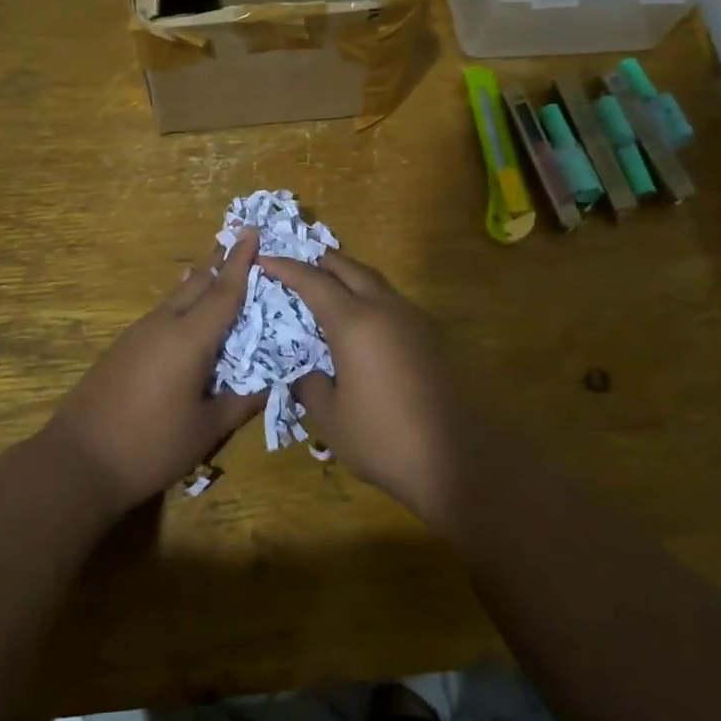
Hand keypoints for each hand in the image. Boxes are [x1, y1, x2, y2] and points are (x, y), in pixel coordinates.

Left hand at [44, 229, 263, 511]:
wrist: (78, 461)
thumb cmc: (151, 446)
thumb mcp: (208, 429)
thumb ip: (242, 401)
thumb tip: (273, 383)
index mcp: (189, 338)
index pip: (223, 291)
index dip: (241, 262)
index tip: (252, 231)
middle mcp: (163, 325)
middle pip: (197, 284)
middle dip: (220, 263)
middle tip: (241, 244)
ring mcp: (137, 334)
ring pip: (176, 298)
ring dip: (200, 283)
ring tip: (219, 273)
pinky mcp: (122, 348)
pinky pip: (161, 314)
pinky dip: (181, 304)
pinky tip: (185, 312)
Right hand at [257, 251, 471, 527]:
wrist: (454, 461)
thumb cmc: (382, 438)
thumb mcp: (330, 417)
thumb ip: (310, 384)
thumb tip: (304, 370)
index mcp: (355, 323)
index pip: (313, 282)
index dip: (286, 268)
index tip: (265, 259)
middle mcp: (385, 309)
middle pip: (349, 268)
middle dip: (320, 262)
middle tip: (296, 266)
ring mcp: (413, 320)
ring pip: (375, 282)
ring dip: (348, 277)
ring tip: (326, 289)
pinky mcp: (431, 336)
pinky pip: (392, 302)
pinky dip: (369, 297)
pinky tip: (361, 322)